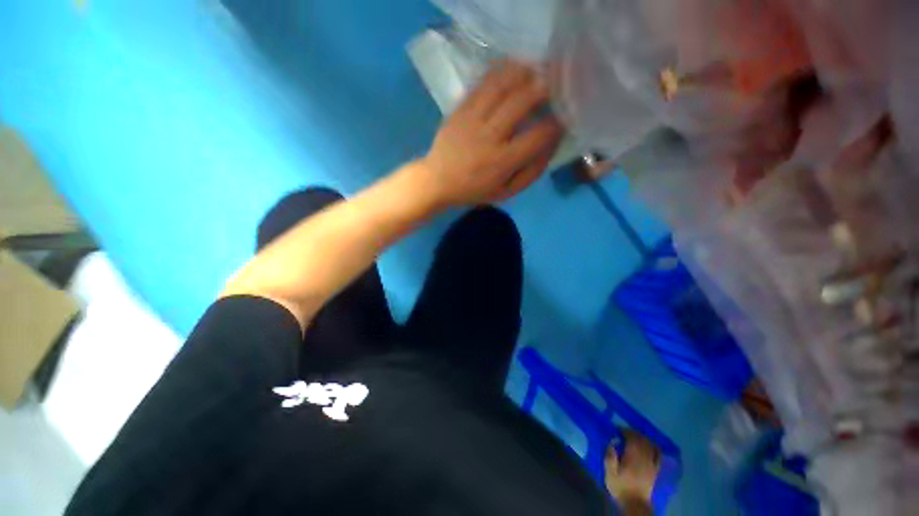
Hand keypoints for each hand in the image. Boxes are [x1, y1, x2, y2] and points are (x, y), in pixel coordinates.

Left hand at [418, 61, 563, 206]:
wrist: (437, 180)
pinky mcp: (460, 109)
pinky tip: (513, 71)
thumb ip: (531, 172)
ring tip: (536, 73)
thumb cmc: (474, 190)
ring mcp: (472, 119)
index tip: (563, 118)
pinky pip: (483, 83)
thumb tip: (552, 145)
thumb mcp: (506, 192)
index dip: (556, 123)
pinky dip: (502, 72)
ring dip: (524, 73)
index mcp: (502, 162)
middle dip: (544, 89)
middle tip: (554, 87)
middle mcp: (489, 136)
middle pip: (522, 101)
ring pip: (502, 85)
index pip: (538, 135)